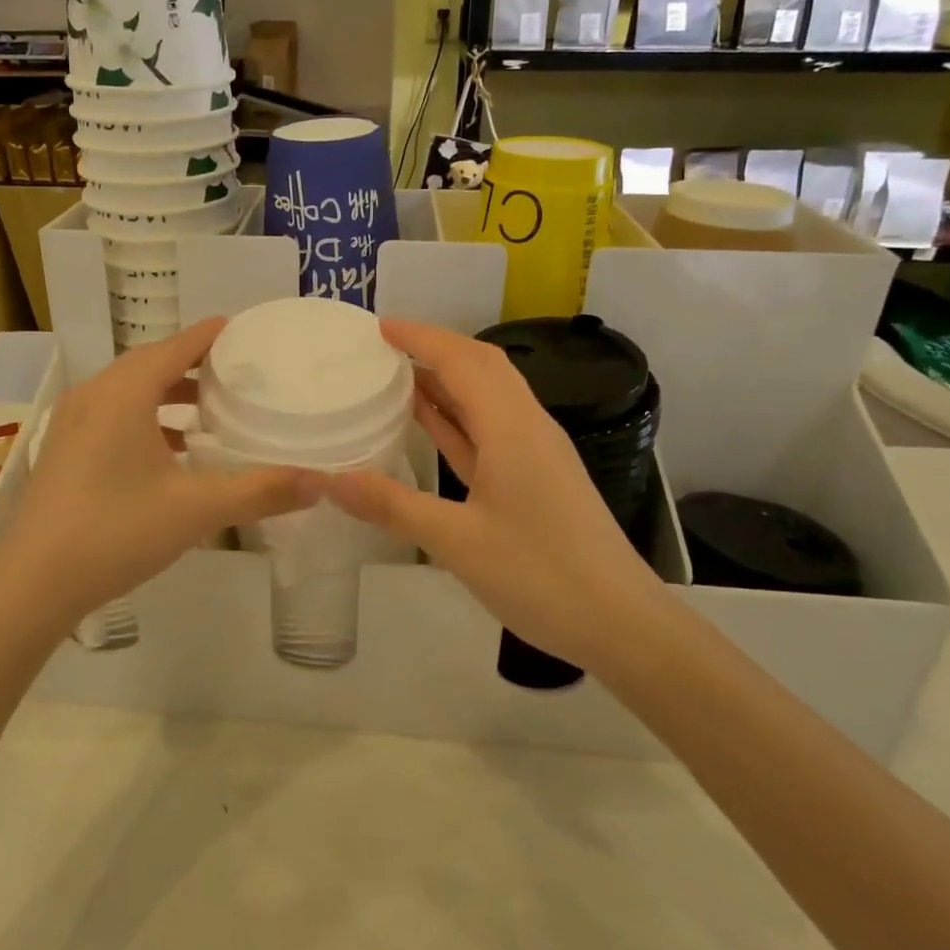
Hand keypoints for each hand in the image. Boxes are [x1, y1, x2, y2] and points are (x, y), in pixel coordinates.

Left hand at [0, 317, 321, 623]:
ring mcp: (73, 423)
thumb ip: (261, 491)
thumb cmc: (116, 531)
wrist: (32, 584)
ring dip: (167, 392)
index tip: (243, 329)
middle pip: (150, 363)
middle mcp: (95, 395)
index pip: (176, 346)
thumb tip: (322, 483)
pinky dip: (146, 417)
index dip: (211, 335)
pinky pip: (113, 414)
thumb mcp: (197, 509)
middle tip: (235, 370)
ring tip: (208, 408)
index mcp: (124, 392)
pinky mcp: (65, 450)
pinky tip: (170, 450)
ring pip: (129, 390)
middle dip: (193, 363)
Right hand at [326, 318, 659, 668]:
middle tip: (384, 347)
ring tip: (397, 375)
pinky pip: (491, 429)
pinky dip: (459, 416)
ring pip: (488, 396)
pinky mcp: (537, 477)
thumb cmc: (541, 575)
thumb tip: (328, 479)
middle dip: (434, 347)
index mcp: (511, 427)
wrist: (621, 623)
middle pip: (481, 366)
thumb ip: (391, 505)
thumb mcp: (456, 542)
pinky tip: (432, 424)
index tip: (378, 327)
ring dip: (447, 379)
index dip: (420, 337)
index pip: (462, 360)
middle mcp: (527, 427)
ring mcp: (536, 452)